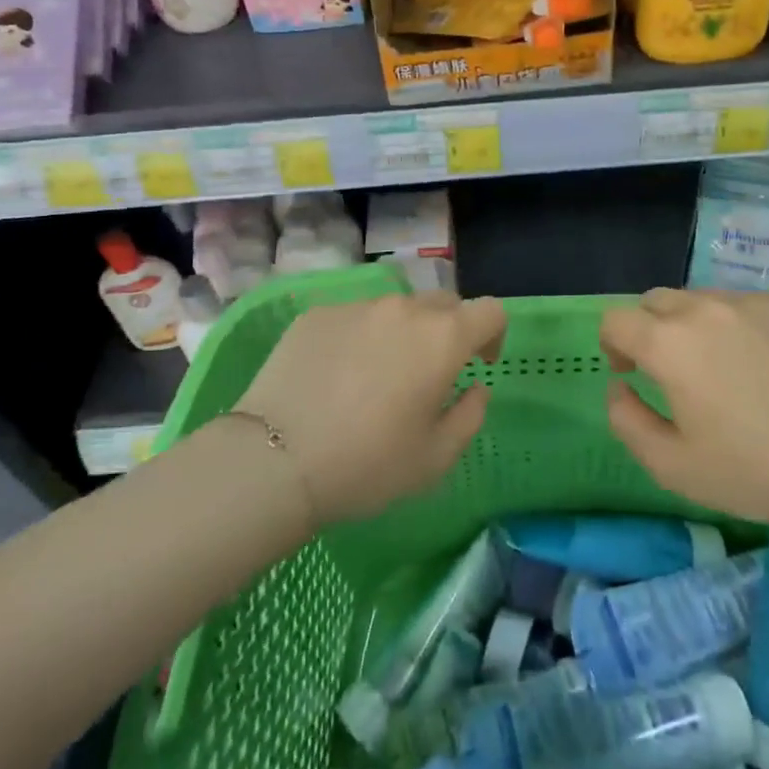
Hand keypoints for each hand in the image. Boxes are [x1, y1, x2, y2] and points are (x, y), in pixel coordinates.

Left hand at [233, 292, 505, 525]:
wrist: (274, 461)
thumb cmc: (368, 464)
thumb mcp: (436, 457)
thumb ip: (470, 415)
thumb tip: (475, 387)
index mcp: (442, 338)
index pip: (489, 311)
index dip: (493, 334)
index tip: (478, 364)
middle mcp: (403, 309)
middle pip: (443, 303)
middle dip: (449, 331)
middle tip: (430, 373)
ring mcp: (356, 307)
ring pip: (395, 309)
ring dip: (402, 333)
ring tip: (377, 377)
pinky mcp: (316, 314)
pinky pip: (354, 318)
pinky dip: (360, 338)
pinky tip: (336, 377)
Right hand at [599, 288, 768, 536]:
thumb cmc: (754, 472)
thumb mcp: (670, 466)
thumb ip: (626, 420)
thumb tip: (618, 386)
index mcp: (669, 343)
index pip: (616, 320)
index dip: (613, 345)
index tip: (631, 373)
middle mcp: (706, 308)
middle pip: (657, 301)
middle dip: (650, 330)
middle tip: (672, 371)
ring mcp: (754, 302)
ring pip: (703, 299)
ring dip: (695, 326)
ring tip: (724, 369)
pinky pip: (748, 306)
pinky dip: (740, 327)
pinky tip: (768, 368)